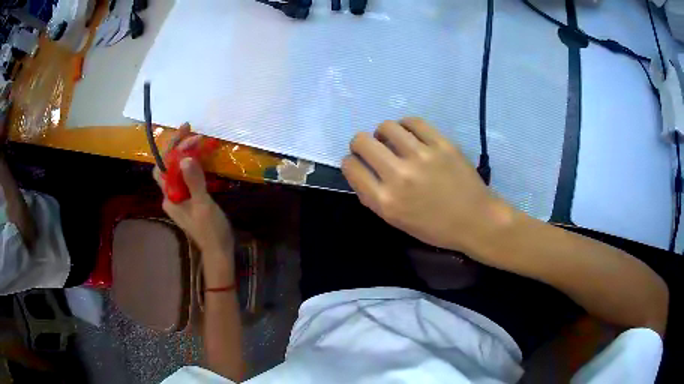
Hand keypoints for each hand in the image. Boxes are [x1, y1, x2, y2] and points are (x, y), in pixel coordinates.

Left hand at [153, 126, 234, 258]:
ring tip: (199, 140)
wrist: (219, 251)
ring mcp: (179, 197)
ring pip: (177, 170)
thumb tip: (185, 157)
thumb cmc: (210, 231)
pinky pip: (187, 177)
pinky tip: (201, 158)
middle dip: (178, 147)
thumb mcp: (203, 206)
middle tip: (193, 132)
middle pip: (168, 165)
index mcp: (170, 197)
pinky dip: (192, 164)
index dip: (171, 147)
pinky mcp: (189, 199)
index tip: (186, 132)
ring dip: (185, 154)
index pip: (163, 166)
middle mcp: (170, 195)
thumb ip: (194, 182)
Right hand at [342, 117, 511, 253]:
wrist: (475, 220)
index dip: (350, 162)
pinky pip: (413, 121)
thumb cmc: (436, 228)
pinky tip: (410, 133)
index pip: (351, 167)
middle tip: (372, 148)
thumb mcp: (397, 221)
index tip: (358, 162)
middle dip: (360, 143)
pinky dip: (406, 125)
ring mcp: (421, 156)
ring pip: (386, 127)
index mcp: (385, 201)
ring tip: (393, 140)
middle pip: (362, 141)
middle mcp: (399, 176)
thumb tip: (360, 171)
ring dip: (383, 132)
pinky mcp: (441, 144)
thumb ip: (374, 197)